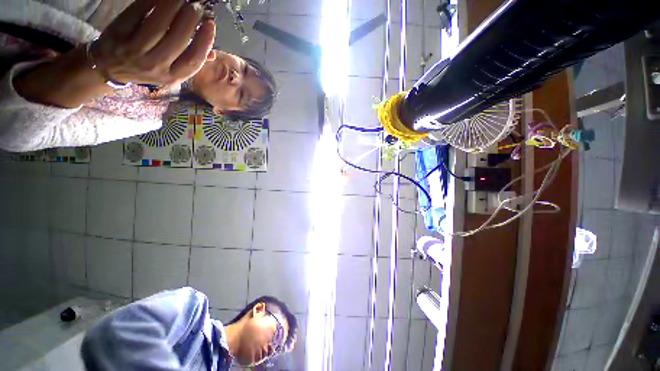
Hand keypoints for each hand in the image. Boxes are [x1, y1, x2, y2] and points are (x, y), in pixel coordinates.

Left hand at [90, 0, 215, 85]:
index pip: (193, 60)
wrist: (110, 67)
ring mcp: (134, 51)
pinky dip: (153, 2)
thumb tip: (213, 53)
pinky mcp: (119, 34)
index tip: (210, 24)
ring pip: (158, 25)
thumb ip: (189, 61)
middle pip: (177, 41)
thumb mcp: (170, 72)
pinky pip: (139, 13)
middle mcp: (155, 66)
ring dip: (173, 7)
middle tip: (197, 6)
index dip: (204, 41)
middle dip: (189, 20)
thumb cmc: (146, 68)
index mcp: (171, 76)